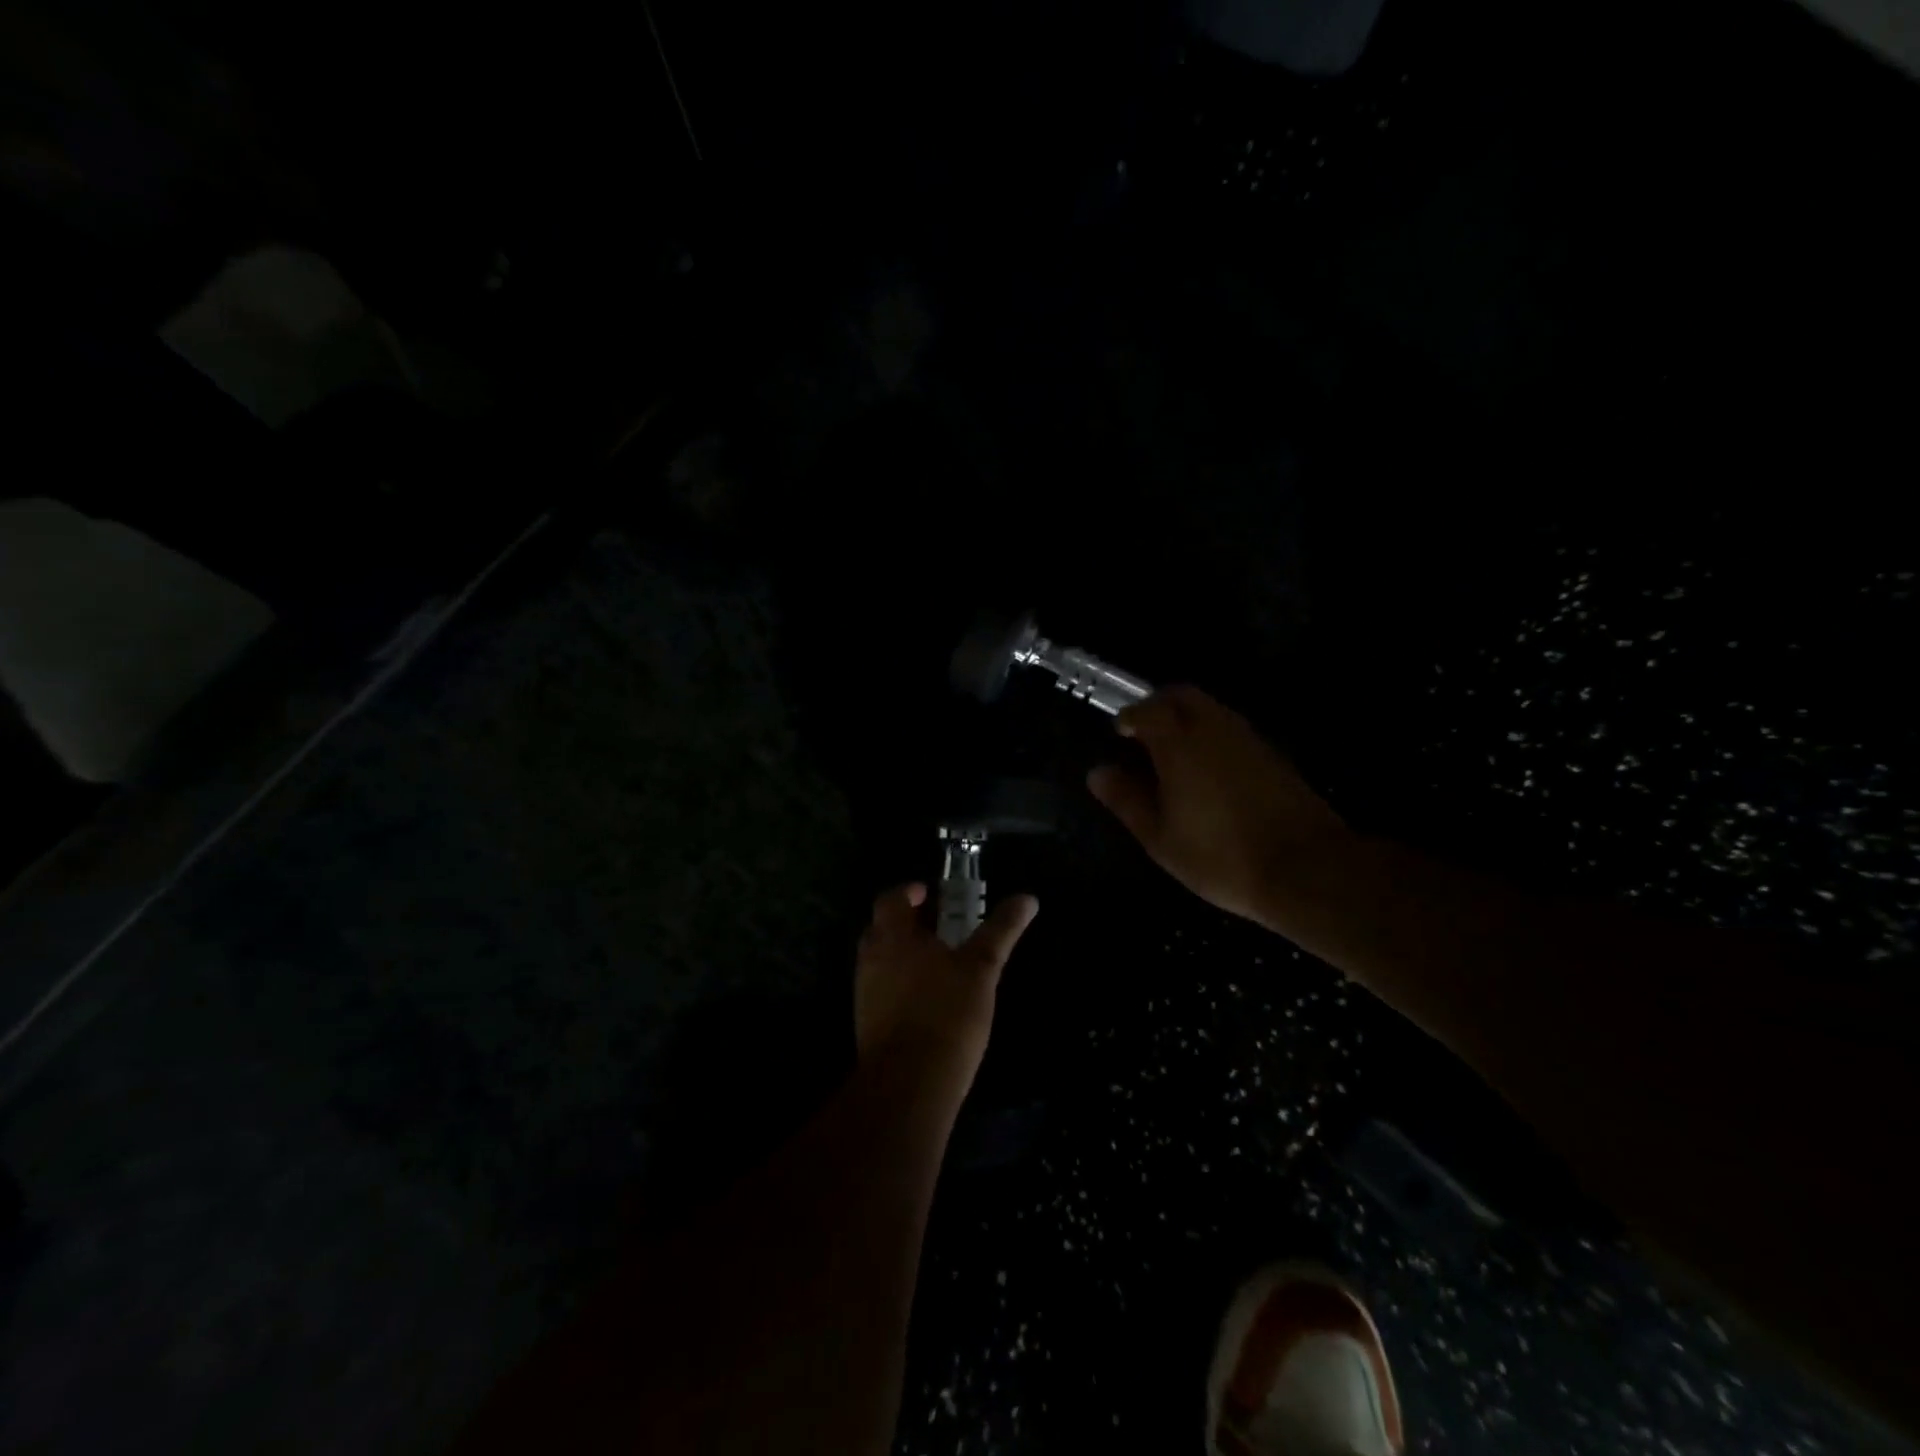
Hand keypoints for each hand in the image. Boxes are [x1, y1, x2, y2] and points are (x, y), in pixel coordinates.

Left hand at [854, 883, 1038, 1085]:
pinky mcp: (866, 1022)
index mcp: (893, 935)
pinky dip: (900, 983)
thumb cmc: (947, 1013)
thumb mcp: (982, 967)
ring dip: (904, 954)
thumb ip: (1002, 930)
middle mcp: (871, 957)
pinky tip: (928, 1000)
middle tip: (940, 927)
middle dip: (908, 922)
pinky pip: (881, 989)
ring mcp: (865, 991)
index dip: (910, 891)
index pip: (891, 898)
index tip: (932, 894)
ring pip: (881, 959)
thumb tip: (1028, 897)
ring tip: (939, 963)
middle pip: (882, 927)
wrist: (910, 1084)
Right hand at [1087, 685, 1351, 925]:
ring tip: (1174, 755)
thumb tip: (1098, 773)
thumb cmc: (1219, 855)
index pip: (1147, 709)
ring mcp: (1249, 739)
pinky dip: (1212, 736)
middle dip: (1159, 705)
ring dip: (1188, 719)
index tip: (1120, 733)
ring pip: (1211, 709)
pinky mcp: (1273, 755)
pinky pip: (1232, 730)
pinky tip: (1209, 773)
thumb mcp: (1160, 837)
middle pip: (1182, 696)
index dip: (1130, 717)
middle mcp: (1214, 728)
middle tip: (1144, 734)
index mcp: (1179, 743)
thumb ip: (1126, 800)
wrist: (1305, 869)